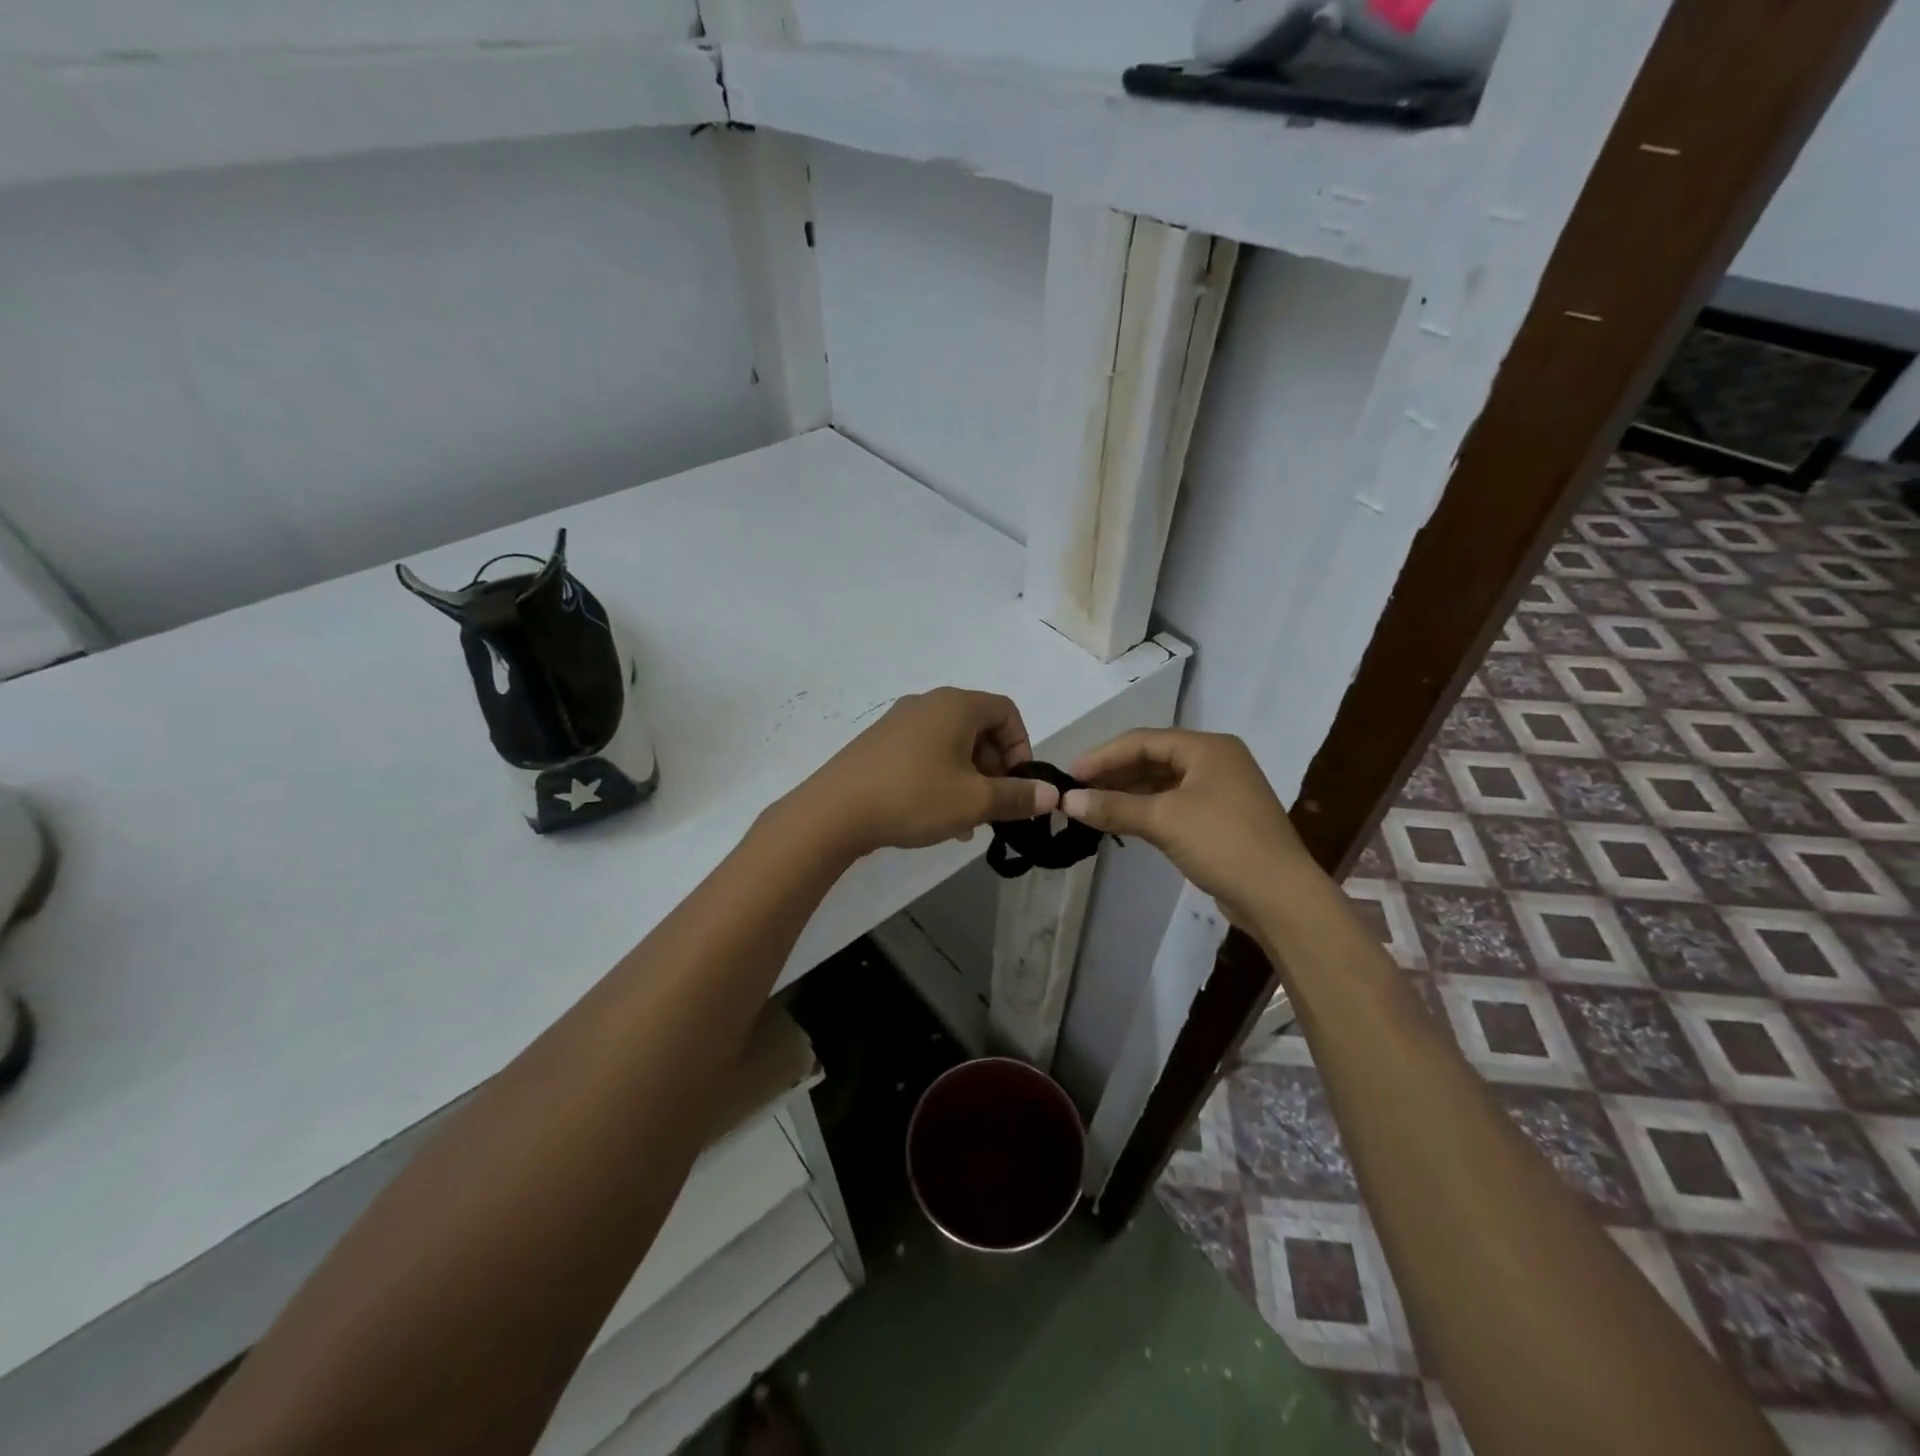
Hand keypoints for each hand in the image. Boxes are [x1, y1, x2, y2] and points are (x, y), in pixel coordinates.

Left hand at [795, 688, 1057, 855]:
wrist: (835, 811)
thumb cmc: (914, 797)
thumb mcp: (974, 801)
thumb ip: (1018, 796)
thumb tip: (1052, 794)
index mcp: (956, 705)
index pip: (1006, 711)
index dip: (1021, 747)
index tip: (1018, 784)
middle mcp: (927, 704)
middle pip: (978, 728)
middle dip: (994, 768)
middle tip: (993, 806)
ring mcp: (898, 722)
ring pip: (951, 745)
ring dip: (968, 778)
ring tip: (967, 820)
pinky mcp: (879, 743)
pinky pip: (924, 753)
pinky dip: (940, 777)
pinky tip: (936, 816)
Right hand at [1061, 729, 1310, 925]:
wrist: (1280, 896)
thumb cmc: (1223, 843)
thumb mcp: (1164, 820)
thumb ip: (1114, 806)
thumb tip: (1067, 801)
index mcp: (1207, 748)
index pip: (1143, 740)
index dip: (1103, 756)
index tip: (1069, 774)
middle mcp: (1215, 761)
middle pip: (1152, 759)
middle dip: (1114, 774)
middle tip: (1076, 791)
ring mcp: (1220, 791)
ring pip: (1161, 783)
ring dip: (1127, 793)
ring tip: (1091, 806)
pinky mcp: (1219, 819)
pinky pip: (1172, 804)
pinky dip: (1145, 810)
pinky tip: (1121, 821)